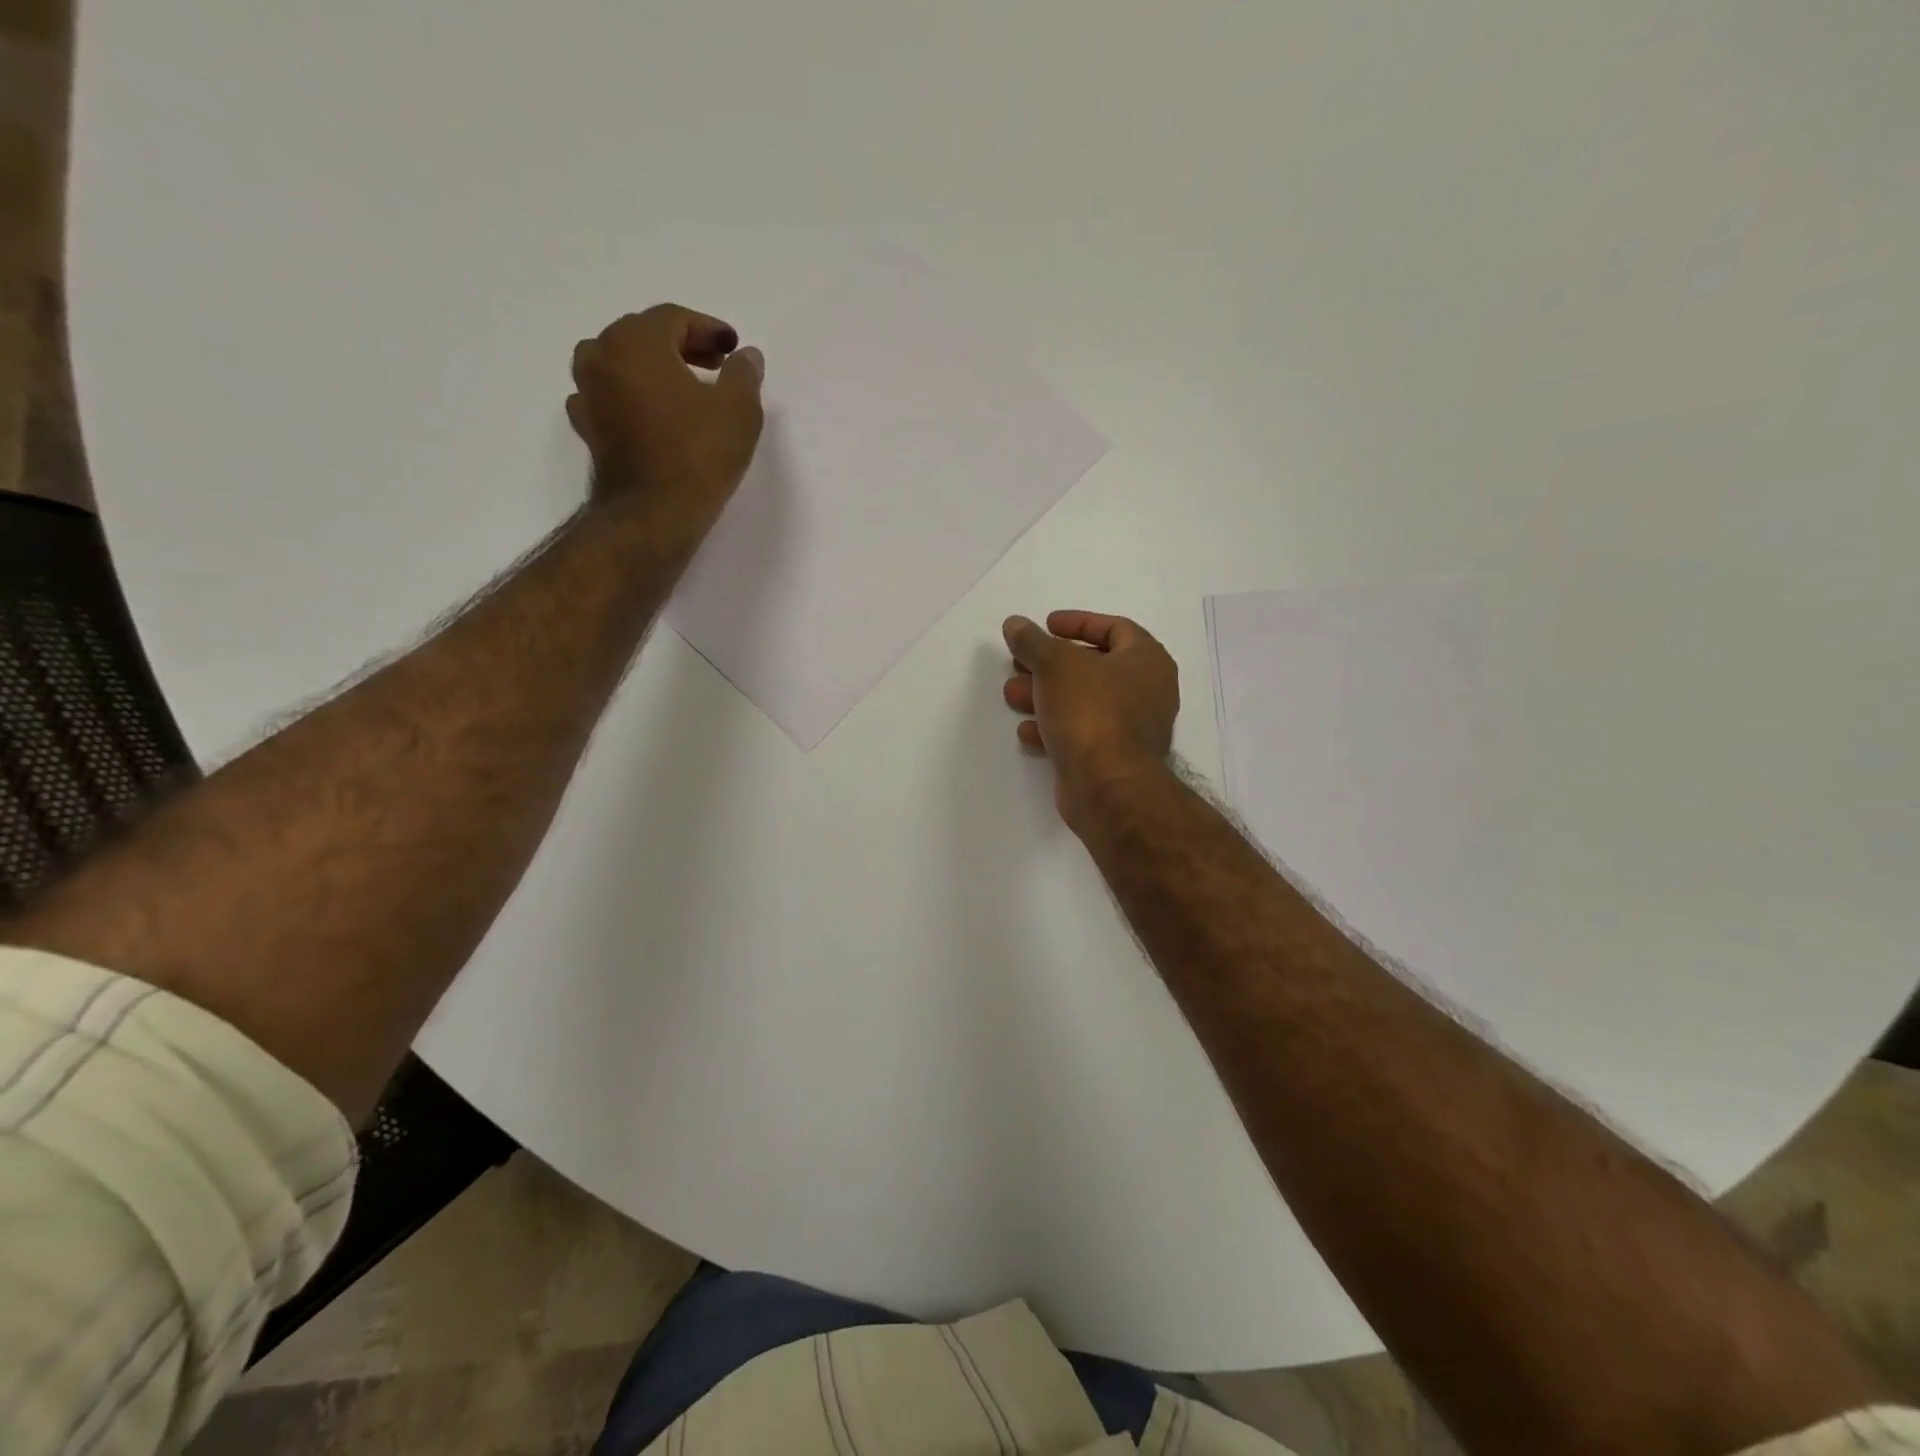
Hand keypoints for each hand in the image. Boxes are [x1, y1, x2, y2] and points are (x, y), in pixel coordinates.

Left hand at [567, 304, 765, 529]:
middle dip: (682, 346)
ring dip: (654, 370)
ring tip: (685, 391)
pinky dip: (633, 398)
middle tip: (716, 365)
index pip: (674, 319)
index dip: (708, 329)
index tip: (733, 347)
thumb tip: (746, 356)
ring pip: (622, 365)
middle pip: (643, 336)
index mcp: (635, 341)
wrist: (652, 515)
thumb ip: (744, 374)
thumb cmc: (698, 455)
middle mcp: (601, 356)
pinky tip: (654, 415)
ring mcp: (587, 393)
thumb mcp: (738, 410)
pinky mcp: (588, 429)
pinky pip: (610, 398)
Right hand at [1002, 611, 1178, 827]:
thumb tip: (1015, 624)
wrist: (1108, 787)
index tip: (1046, 625)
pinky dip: (1053, 727)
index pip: (1115, 628)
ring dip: (1045, 695)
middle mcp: (1147, 692)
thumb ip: (1033, 641)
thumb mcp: (1056, 664)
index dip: (1078, 622)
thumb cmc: (1091, 712)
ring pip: (1083, 702)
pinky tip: (1025, 730)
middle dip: (1050, 664)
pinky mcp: (1112, 759)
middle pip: (1093, 667)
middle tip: (1019, 662)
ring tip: (1011, 694)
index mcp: (1147, 661)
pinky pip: (1081, 734)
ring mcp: (1131, 729)